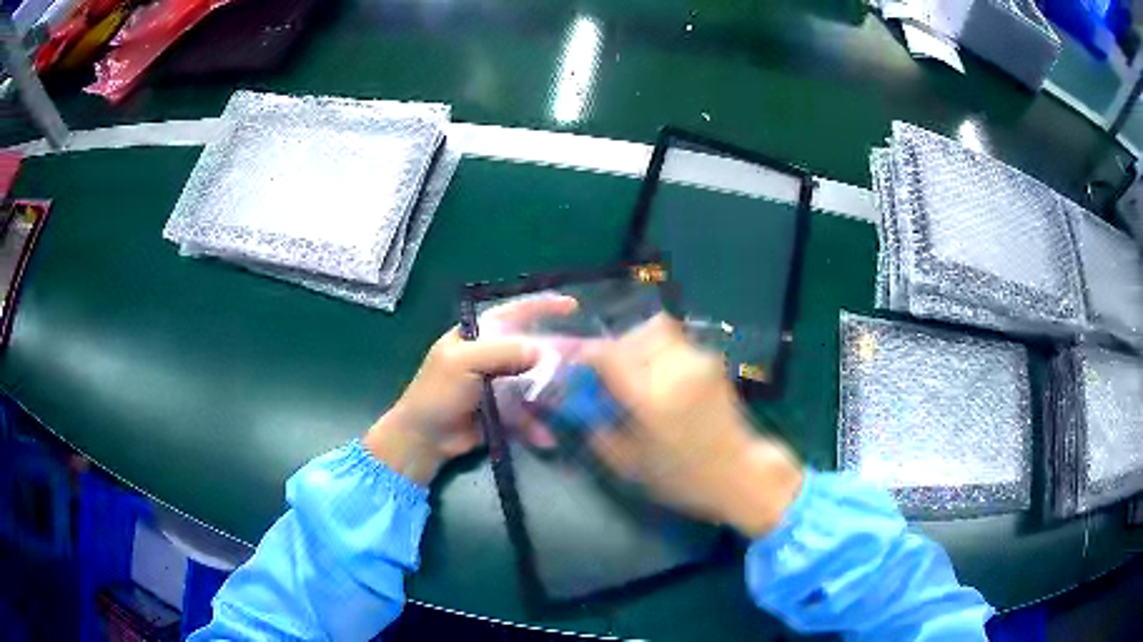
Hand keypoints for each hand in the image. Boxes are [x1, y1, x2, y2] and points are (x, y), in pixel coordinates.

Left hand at [363, 296, 577, 484]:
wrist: (424, 437)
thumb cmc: (437, 392)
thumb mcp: (463, 363)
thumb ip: (501, 352)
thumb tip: (542, 350)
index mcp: (479, 337)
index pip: (514, 313)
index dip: (542, 307)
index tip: (573, 306)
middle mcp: (493, 358)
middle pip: (531, 350)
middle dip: (556, 357)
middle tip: (584, 362)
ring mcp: (500, 386)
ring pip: (535, 384)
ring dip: (551, 395)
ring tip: (570, 404)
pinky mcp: (504, 412)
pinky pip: (528, 414)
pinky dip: (537, 425)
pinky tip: (547, 436)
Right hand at [582, 314, 803, 536]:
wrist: (740, 472)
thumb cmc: (684, 478)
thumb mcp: (631, 466)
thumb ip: (599, 431)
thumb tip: (581, 404)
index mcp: (651, 399)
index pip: (609, 354)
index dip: (588, 356)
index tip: (581, 370)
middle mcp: (675, 370)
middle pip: (634, 333)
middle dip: (616, 348)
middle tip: (610, 373)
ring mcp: (699, 362)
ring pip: (658, 329)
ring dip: (640, 345)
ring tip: (637, 374)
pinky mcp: (713, 362)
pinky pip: (677, 342)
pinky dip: (661, 351)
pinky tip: (662, 378)